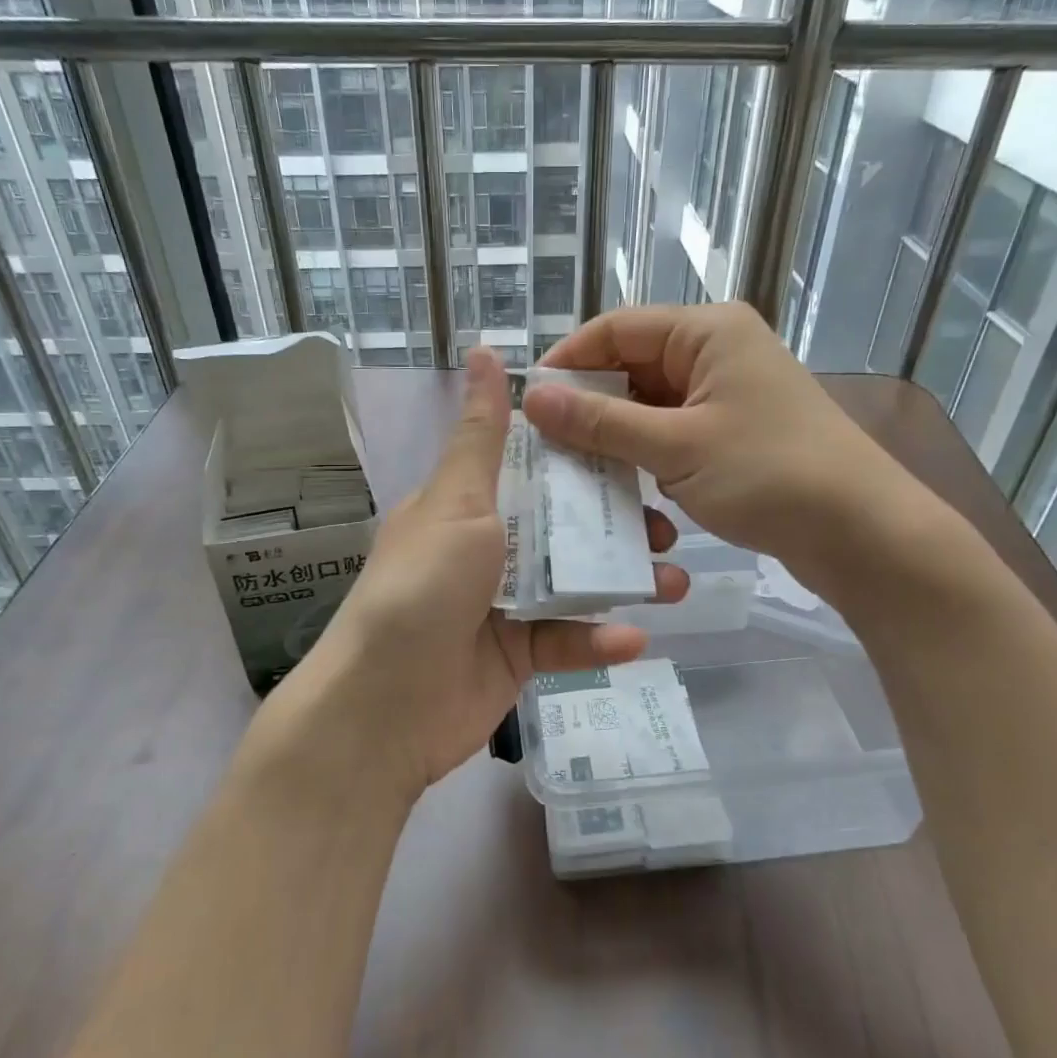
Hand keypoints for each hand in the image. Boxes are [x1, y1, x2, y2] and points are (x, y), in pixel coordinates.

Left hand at [266, 347, 688, 804]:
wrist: (383, 707)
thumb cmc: (420, 588)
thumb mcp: (456, 503)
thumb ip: (482, 436)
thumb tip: (483, 350)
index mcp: (467, 506)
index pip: (534, 469)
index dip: (584, 457)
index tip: (637, 449)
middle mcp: (487, 550)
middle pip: (564, 527)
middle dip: (617, 526)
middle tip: (667, 527)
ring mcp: (503, 605)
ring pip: (575, 584)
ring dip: (623, 583)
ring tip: (673, 584)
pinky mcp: (518, 657)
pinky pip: (566, 641)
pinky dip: (598, 640)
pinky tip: (635, 639)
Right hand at [523, 304, 953, 608]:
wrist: (862, 533)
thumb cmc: (770, 475)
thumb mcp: (675, 446)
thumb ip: (600, 421)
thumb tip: (533, 396)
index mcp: (707, 332)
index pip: (616, 328)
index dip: (568, 362)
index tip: (528, 404)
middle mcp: (716, 352)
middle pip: (631, 366)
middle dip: (589, 405)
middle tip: (545, 446)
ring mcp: (726, 394)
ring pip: (648, 405)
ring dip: (615, 437)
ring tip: (575, 471)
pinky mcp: (732, 433)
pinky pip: (671, 433)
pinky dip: (645, 456)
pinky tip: (621, 487)